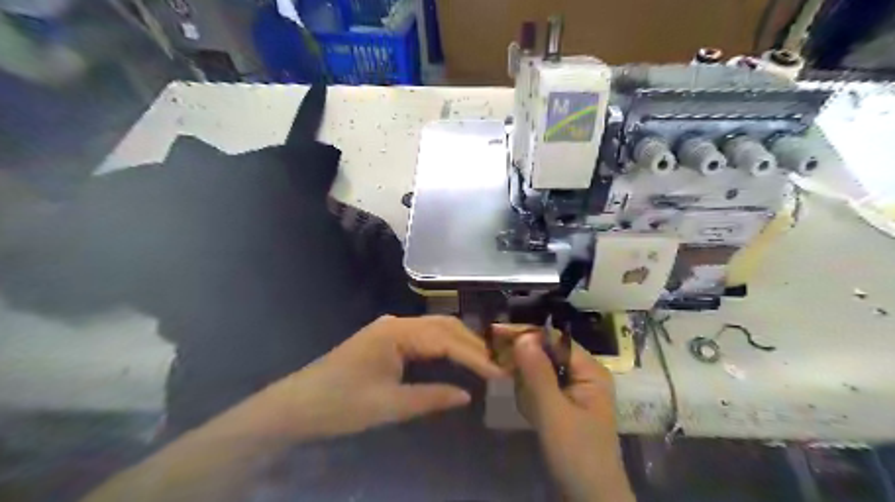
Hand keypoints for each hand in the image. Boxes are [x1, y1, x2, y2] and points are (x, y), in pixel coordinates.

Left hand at [258, 315, 502, 439]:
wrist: (296, 405)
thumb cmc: (341, 404)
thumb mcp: (389, 406)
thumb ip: (431, 398)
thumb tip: (468, 395)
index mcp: (397, 333)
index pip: (446, 339)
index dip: (474, 356)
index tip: (498, 372)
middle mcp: (396, 323)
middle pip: (444, 327)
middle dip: (472, 344)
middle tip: (496, 365)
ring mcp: (390, 329)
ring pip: (434, 330)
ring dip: (460, 343)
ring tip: (483, 362)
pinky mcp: (386, 339)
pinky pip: (423, 337)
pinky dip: (444, 347)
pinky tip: (456, 358)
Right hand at [506, 328, 631, 500]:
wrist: (589, 499)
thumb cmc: (577, 456)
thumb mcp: (555, 413)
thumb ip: (538, 374)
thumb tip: (523, 336)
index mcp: (589, 371)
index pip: (554, 339)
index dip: (525, 333)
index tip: (494, 333)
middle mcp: (582, 374)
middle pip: (545, 353)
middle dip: (524, 366)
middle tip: (504, 373)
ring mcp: (571, 390)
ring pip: (537, 372)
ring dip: (527, 387)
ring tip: (532, 411)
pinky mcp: (561, 405)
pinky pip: (538, 389)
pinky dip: (529, 399)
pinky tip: (533, 416)